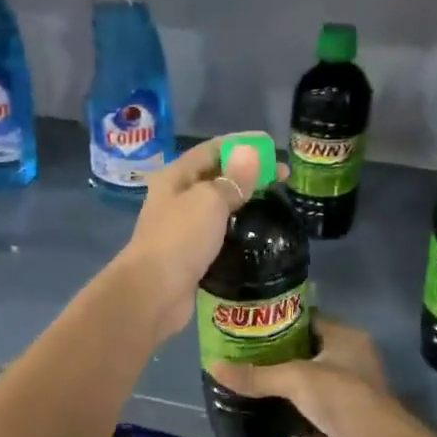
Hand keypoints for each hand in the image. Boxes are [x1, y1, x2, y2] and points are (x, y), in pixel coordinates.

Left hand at [111, 134, 272, 345]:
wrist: (153, 292)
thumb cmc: (180, 238)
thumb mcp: (209, 201)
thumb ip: (233, 178)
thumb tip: (250, 152)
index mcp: (176, 177)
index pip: (212, 149)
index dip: (242, 145)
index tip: (273, 149)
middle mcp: (176, 198)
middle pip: (215, 176)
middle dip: (247, 174)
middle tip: (282, 180)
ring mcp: (182, 227)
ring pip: (217, 206)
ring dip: (243, 202)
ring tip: (275, 203)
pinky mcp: (190, 254)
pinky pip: (218, 233)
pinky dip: (236, 229)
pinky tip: (257, 233)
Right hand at [209, 317, 397, 436]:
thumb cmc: (337, 394)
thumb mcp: (292, 379)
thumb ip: (255, 375)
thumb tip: (213, 367)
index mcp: (346, 335)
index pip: (310, 319)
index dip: (282, 322)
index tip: (255, 328)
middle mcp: (355, 354)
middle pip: (313, 347)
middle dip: (285, 352)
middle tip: (251, 355)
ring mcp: (357, 384)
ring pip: (319, 374)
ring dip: (296, 378)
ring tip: (262, 379)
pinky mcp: (354, 411)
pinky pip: (324, 398)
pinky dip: (305, 401)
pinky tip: (283, 405)